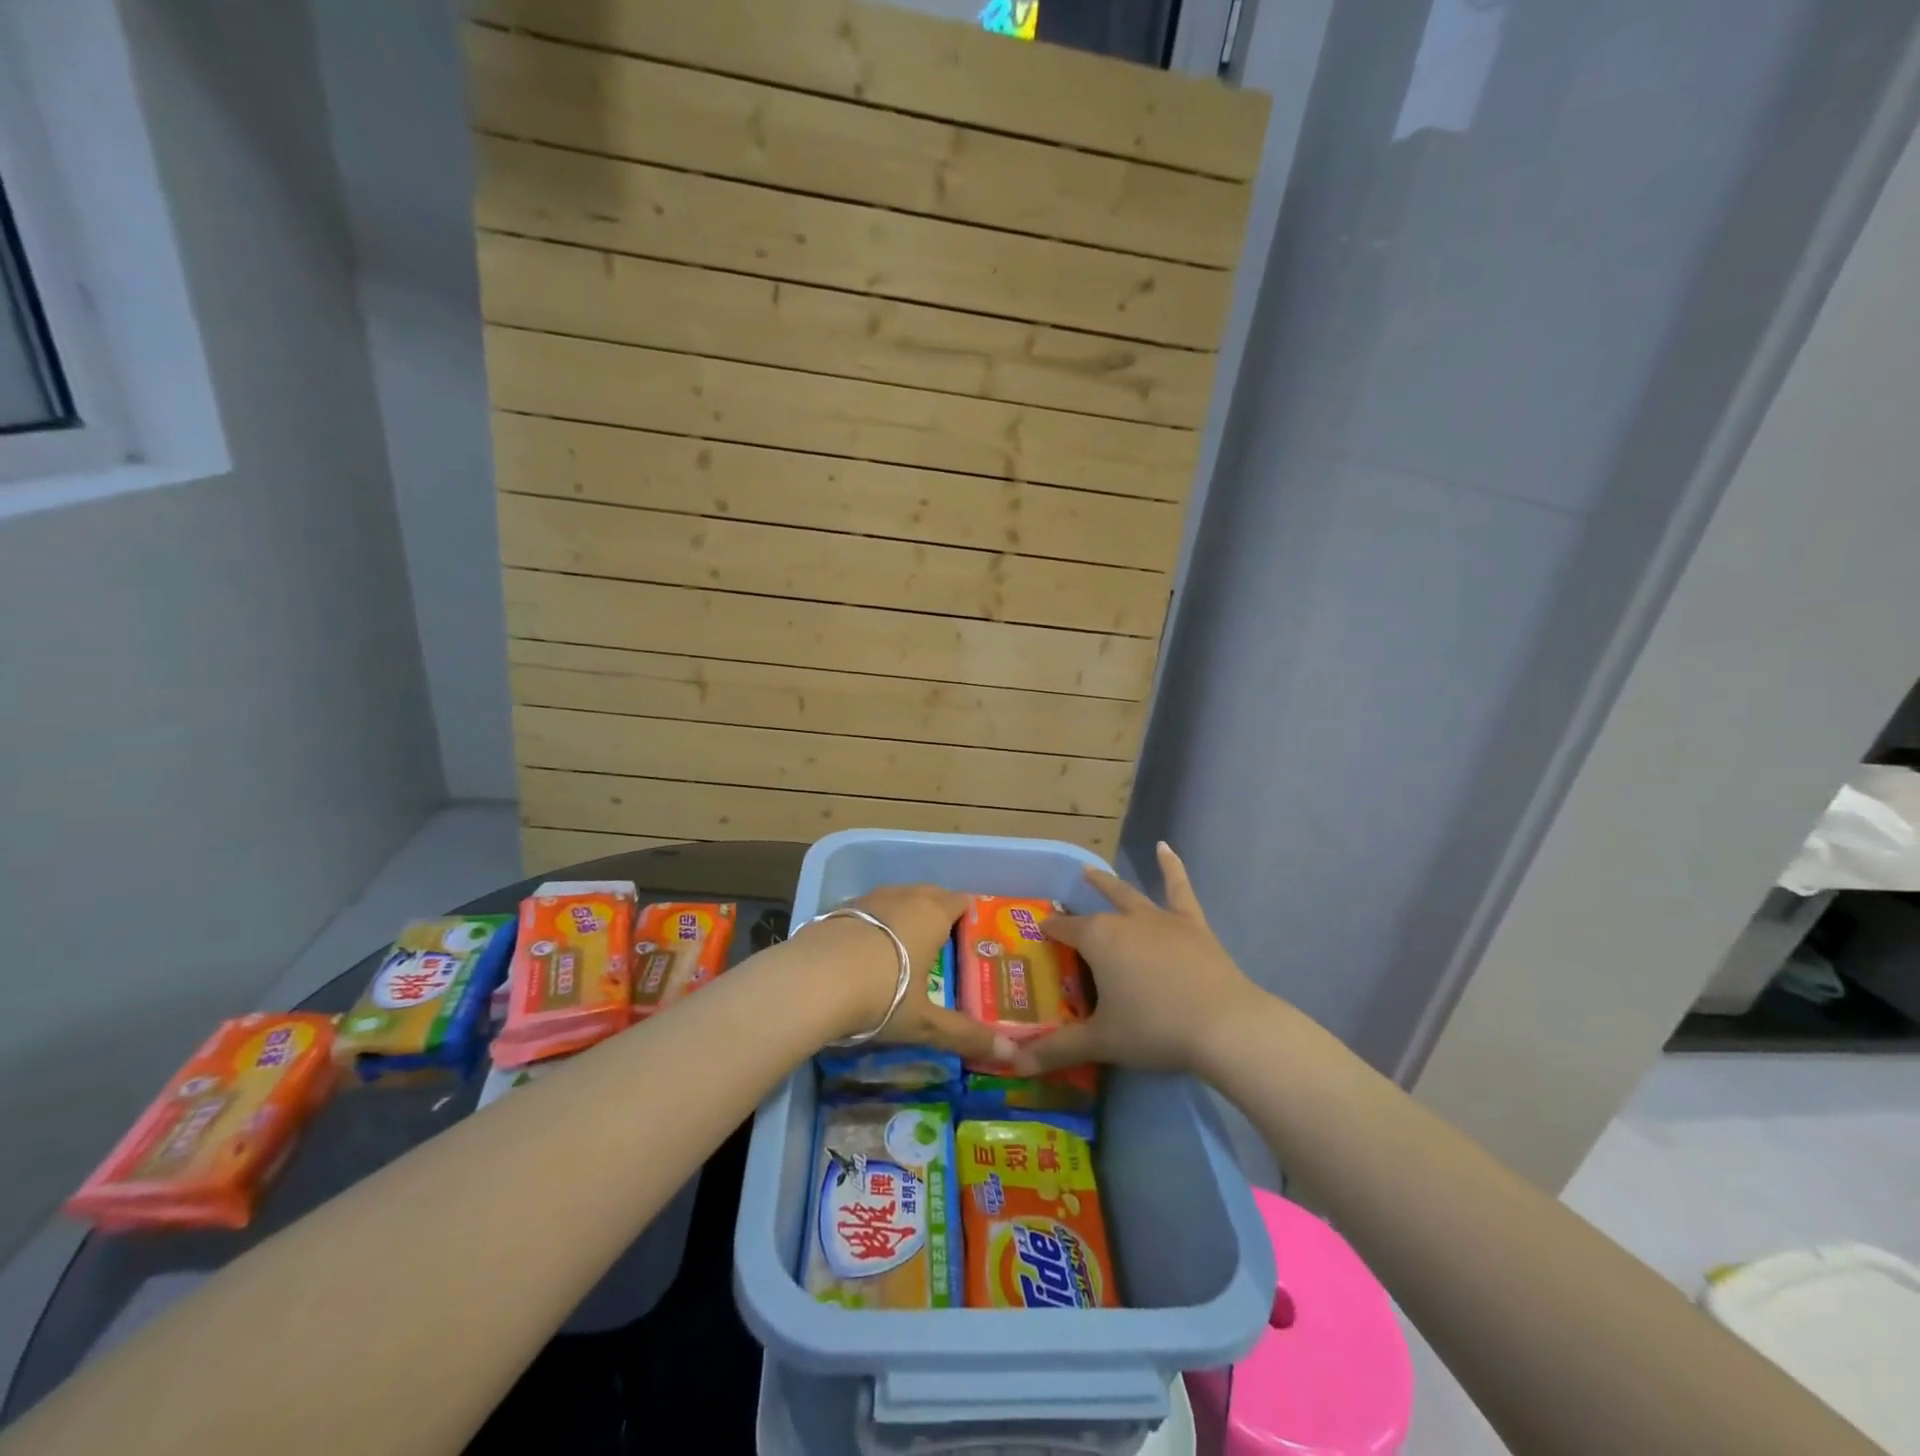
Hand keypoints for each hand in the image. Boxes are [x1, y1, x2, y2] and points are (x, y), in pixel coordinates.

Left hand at [797, 885, 1013, 1064]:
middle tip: (941, 945)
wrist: (812, 981)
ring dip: (904, 915)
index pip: (960, 902)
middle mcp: (903, 897)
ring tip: (904, 947)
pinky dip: (873, 924)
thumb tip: (1011, 1055)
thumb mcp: (925, 1022)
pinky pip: (867, 911)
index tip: (970, 941)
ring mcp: (868, 899)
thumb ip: (966, 1035)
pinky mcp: (837, 910)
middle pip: (929, 894)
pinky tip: (865, 952)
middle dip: (938, 912)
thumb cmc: (883, 995)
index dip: (968, 917)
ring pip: (896, 898)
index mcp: (933, 914)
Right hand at [1012, 843, 1263, 1075]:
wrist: (1223, 1025)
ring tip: (1090, 870)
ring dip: (1108, 884)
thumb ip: (1057, 1049)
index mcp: (1099, 940)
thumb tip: (1014, 1064)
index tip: (1039, 931)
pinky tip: (1165, 847)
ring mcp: (1161, 919)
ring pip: (1129, 895)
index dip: (1050, 931)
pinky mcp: (1193, 925)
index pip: (1065, 930)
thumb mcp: (1101, 1041)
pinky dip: (1171, 867)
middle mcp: (1126, 921)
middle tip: (1062, 907)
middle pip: (1095, 911)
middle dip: (1076, 909)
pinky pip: (1179, 889)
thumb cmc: (1155, 1029)